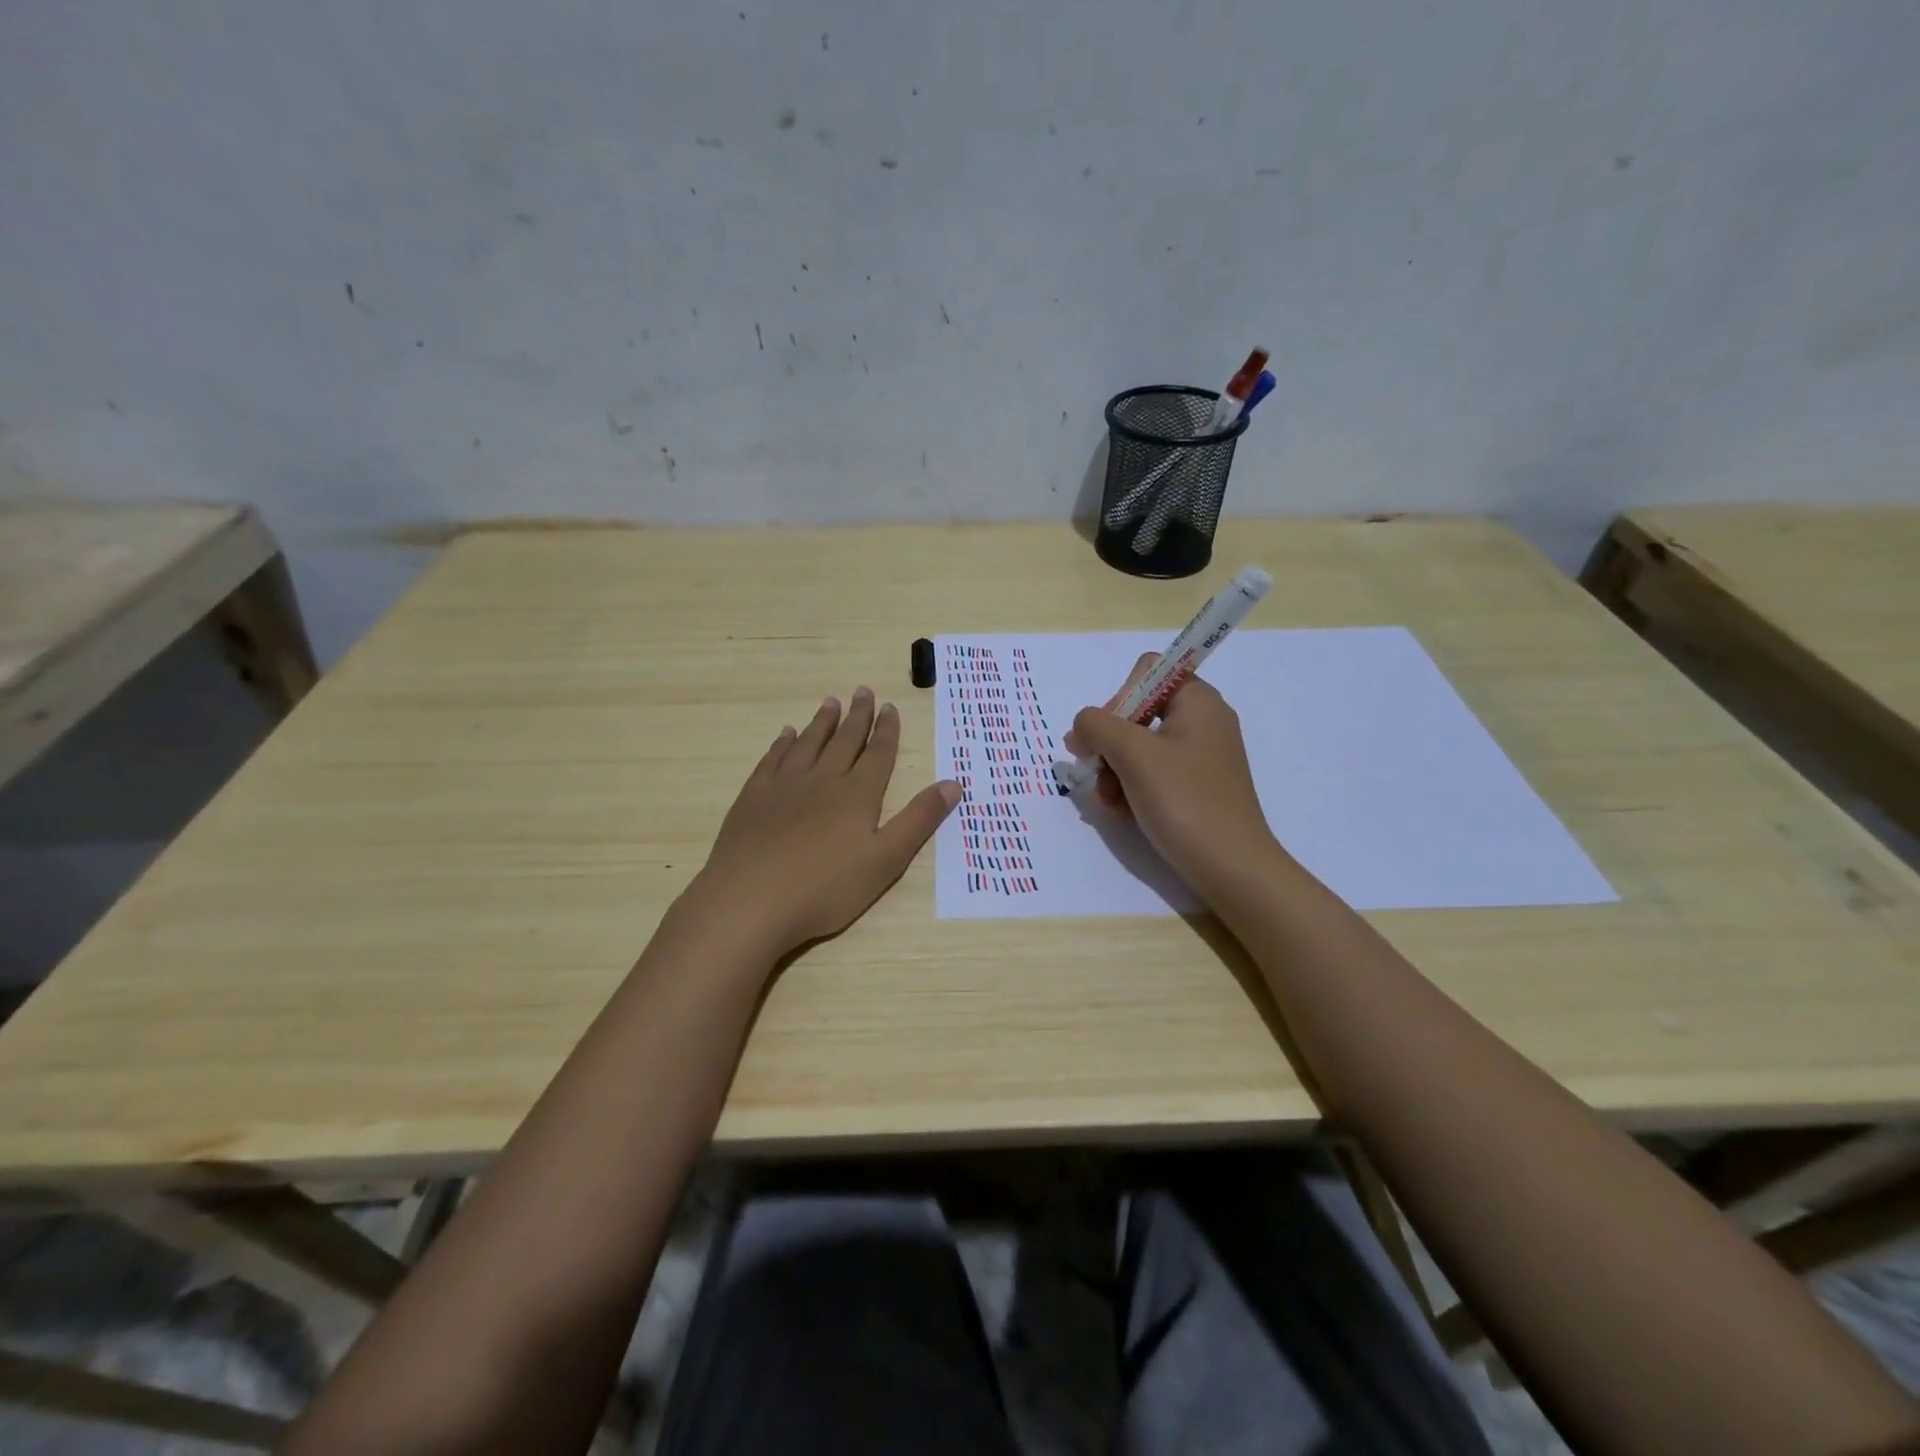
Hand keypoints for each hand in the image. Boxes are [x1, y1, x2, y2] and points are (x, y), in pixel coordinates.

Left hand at [687, 687, 959, 957]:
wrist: (750, 901)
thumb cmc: (825, 888)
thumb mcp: (886, 861)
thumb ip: (919, 820)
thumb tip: (952, 783)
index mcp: (857, 795)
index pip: (878, 754)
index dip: (886, 730)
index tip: (890, 707)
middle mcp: (822, 780)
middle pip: (844, 741)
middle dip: (857, 716)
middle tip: (863, 691)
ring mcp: (784, 786)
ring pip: (808, 744)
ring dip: (822, 722)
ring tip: (830, 702)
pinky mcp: (753, 798)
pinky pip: (772, 759)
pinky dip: (782, 743)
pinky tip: (786, 734)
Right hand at [1063, 654, 1279, 896]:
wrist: (1232, 868)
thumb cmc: (1184, 800)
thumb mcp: (1133, 754)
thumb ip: (1097, 726)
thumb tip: (1081, 726)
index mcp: (1198, 701)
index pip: (1148, 672)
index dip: (1120, 696)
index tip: (1105, 733)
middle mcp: (1203, 722)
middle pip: (1139, 711)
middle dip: (1109, 742)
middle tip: (1092, 769)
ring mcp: (1200, 757)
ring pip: (1140, 747)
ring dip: (1114, 770)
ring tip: (1106, 800)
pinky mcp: (1196, 787)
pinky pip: (1153, 773)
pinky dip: (1131, 787)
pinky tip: (1119, 811)